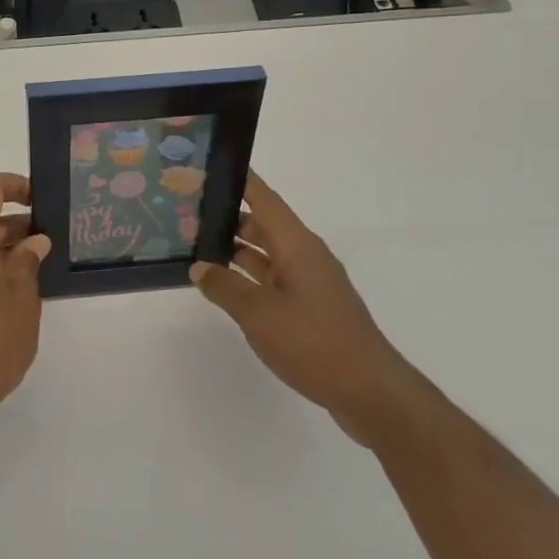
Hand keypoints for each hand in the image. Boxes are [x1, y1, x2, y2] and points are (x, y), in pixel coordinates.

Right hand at [190, 173, 421, 445]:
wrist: (369, 392)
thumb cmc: (313, 342)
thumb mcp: (258, 314)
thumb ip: (225, 287)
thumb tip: (199, 267)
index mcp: (297, 245)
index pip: (264, 199)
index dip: (240, 180)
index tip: (211, 166)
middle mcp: (305, 256)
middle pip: (263, 224)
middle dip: (228, 216)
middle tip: (189, 212)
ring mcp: (310, 284)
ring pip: (267, 254)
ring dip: (236, 249)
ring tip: (197, 246)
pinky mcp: (311, 309)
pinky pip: (273, 279)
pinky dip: (248, 277)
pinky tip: (225, 286)